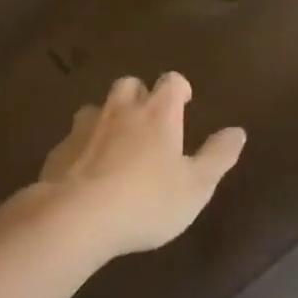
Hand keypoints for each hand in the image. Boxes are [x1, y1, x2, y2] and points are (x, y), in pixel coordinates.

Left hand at [36, 73, 245, 257]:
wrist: (77, 216)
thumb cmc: (146, 201)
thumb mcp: (195, 186)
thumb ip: (218, 157)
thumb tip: (238, 131)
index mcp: (158, 113)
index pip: (171, 81)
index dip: (179, 88)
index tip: (184, 102)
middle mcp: (121, 109)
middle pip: (130, 84)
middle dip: (140, 95)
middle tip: (148, 120)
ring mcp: (86, 126)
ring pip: (98, 107)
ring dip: (109, 117)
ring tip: (116, 143)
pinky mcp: (60, 148)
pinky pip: (75, 137)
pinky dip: (84, 145)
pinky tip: (87, 169)